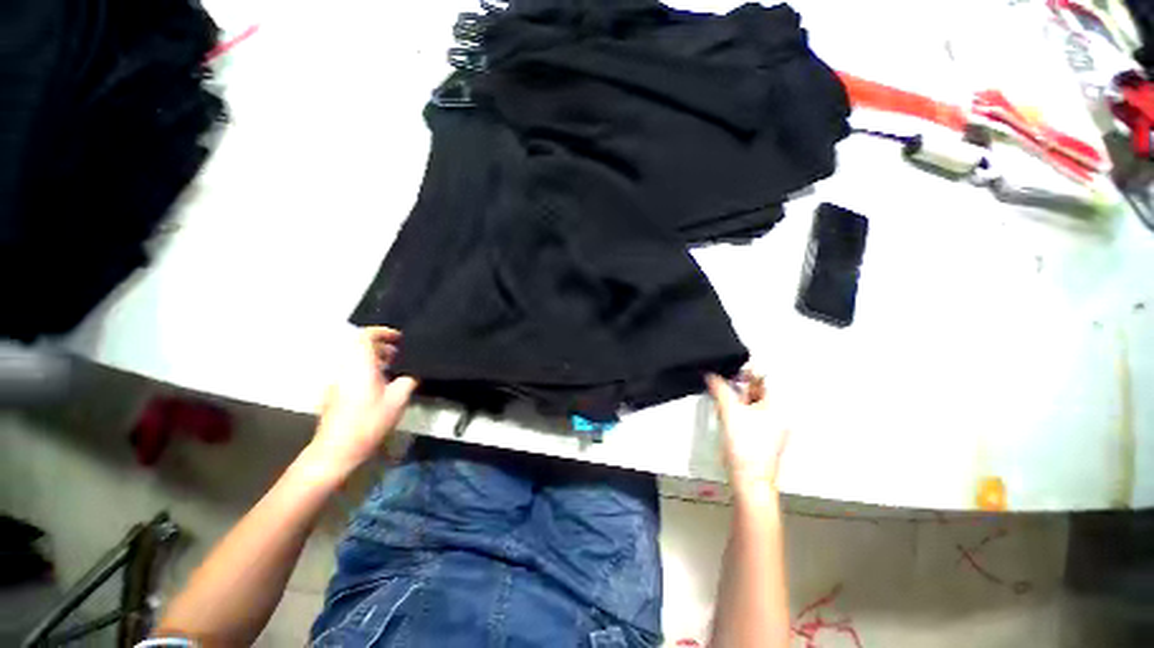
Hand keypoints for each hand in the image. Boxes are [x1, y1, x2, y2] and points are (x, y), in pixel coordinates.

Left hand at [306, 327, 417, 479]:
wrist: (337, 449)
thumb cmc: (369, 421)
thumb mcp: (398, 399)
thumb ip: (409, 380)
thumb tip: (415, 372)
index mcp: (360, 365)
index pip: (365, 336)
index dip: (383, 332)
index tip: (399, 338)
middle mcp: (345, 369)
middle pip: (360, 346)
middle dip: (382, 346)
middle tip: (401, 354)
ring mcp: (337, 381)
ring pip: (356, 360)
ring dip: (375, 359)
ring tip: (394, 369)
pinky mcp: (334, 394)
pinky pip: (352, 372)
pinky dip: (367, 370)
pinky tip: (381, 386)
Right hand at [706, 372, 788, 494]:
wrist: (748, 480)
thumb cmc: (746, 449)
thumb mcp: (729, 412)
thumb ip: (719, 389)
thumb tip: (711, 375)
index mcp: (777, 407)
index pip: (763, 379)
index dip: (745, 373)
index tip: (729, 373)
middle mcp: (778, 415)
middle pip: (756, 391)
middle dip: (738, 389)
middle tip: (722, 390)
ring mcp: (772, 427)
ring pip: (751, 404)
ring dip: (736, 401)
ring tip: (724, 407)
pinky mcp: (763, 436)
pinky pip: (750, 416)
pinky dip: (738, 413)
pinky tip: (728, 420)